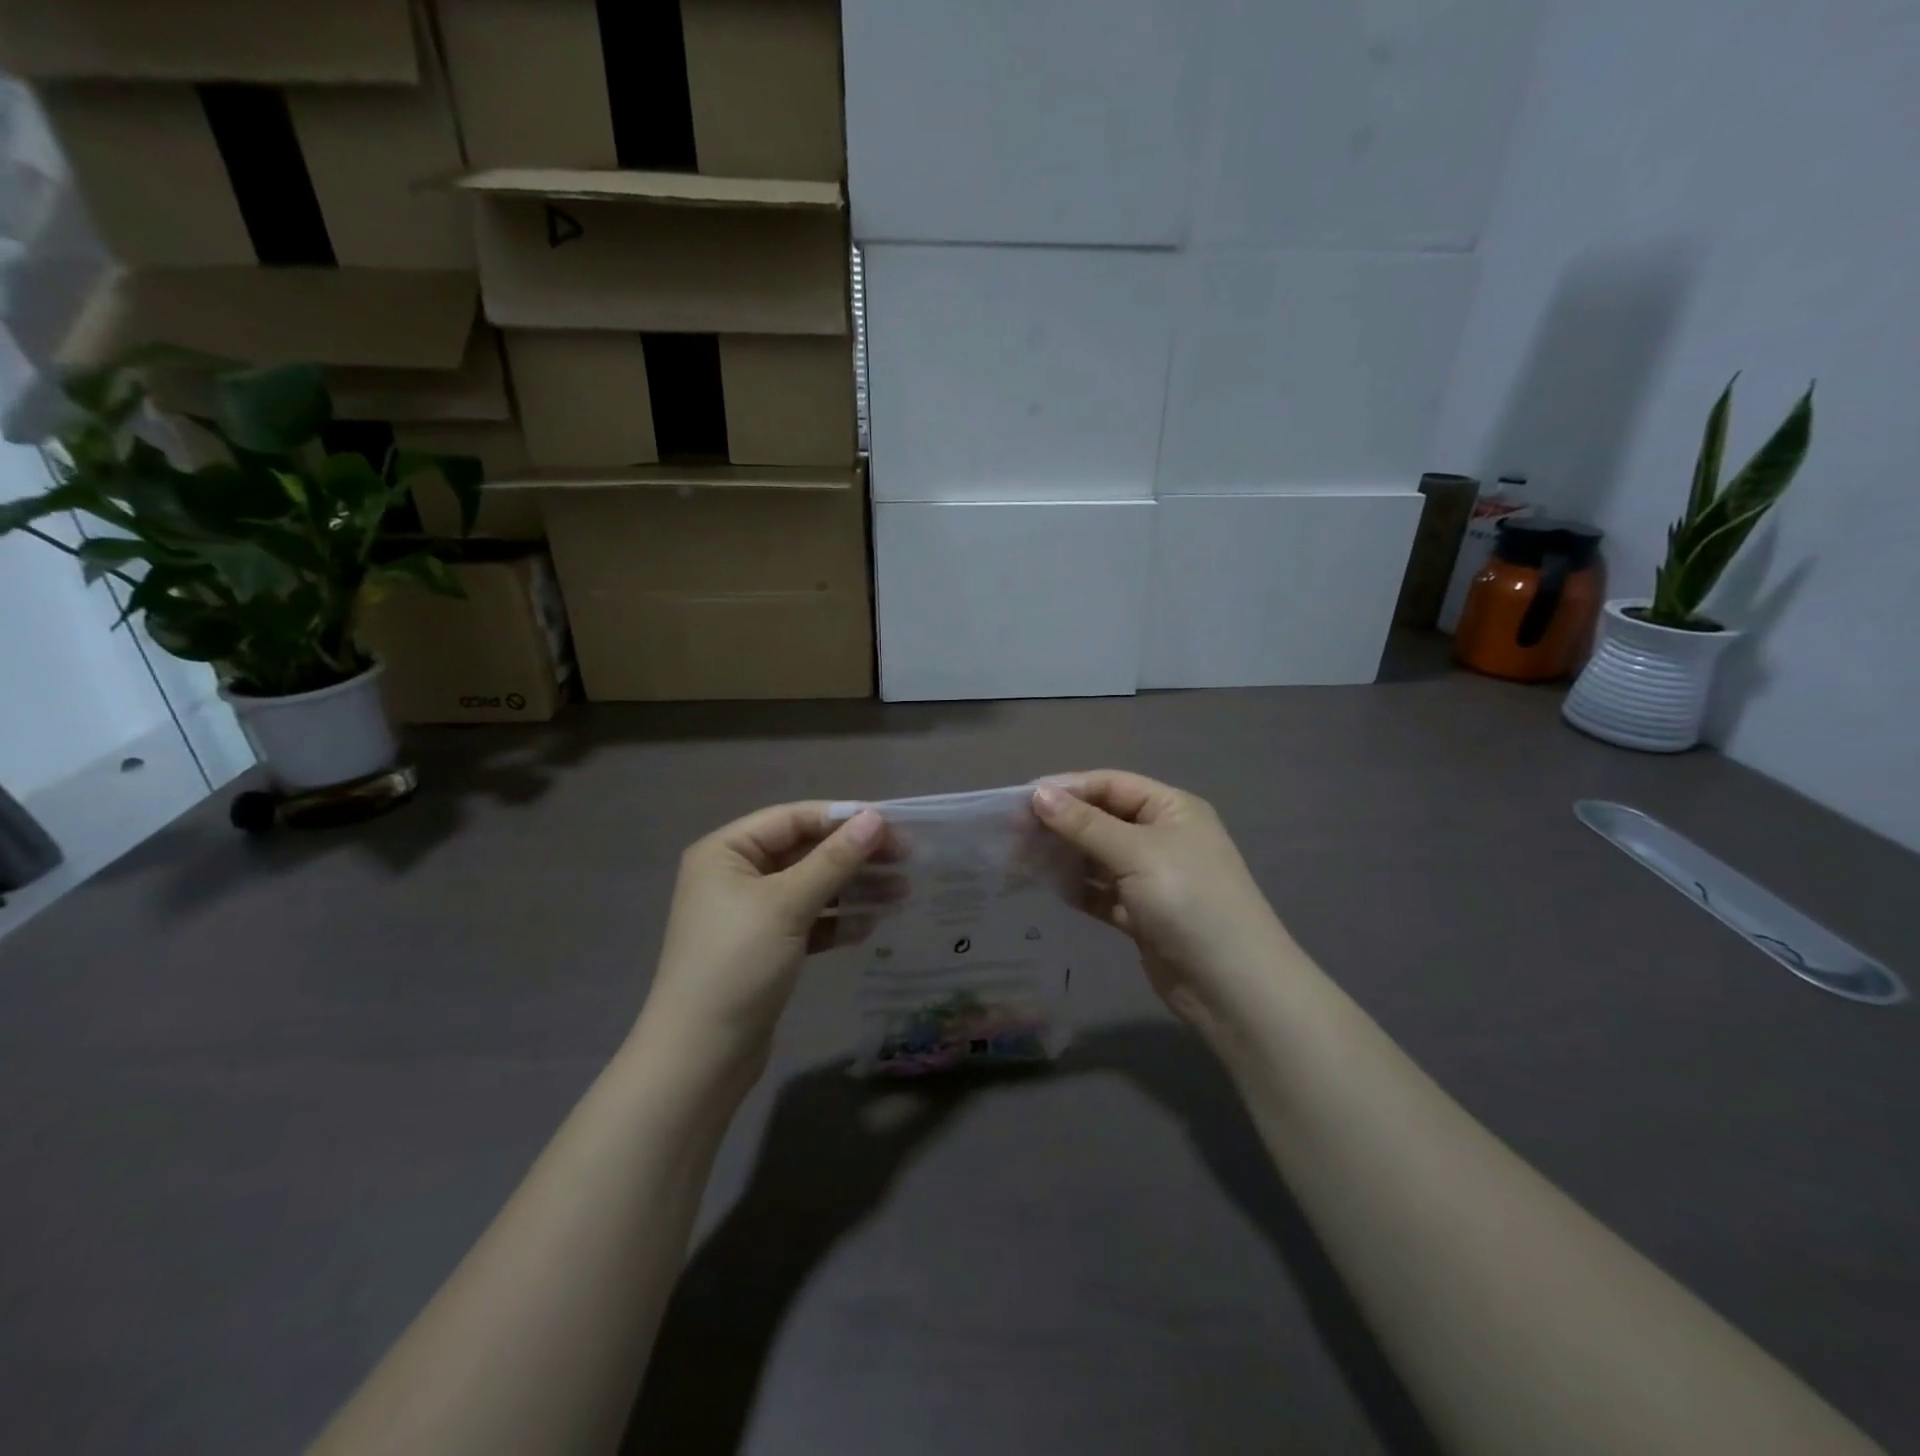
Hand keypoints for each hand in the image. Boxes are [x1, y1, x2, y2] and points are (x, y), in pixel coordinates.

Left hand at [635, 803, 884, 1081]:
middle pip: (805, 852)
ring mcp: (751, 913)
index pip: (793, 819)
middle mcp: (736, 875)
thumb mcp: (788, 904)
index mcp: (727, 851)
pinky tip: (872, 925)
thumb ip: (834, 859)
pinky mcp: (766, 947)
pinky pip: (809, 920)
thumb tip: (875, 818)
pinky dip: (838, 920)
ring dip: (854, 888)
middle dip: (854, 855)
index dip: (843, 818)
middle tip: (906, 858)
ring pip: (812, 887)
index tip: (892, 825)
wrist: (701, 1056)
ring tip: (902, 892)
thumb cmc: (738, 963)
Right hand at [1032, 772, 1297, 1044]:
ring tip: (1019, 861)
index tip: (1021, 801)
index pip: (1110, 785)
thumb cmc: (1188, 901)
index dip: (1067, 789)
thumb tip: (1038, 794)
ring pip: (1098, 858)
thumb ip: (1084, 824)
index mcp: (1171, 809)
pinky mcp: (1142, 914)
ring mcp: (1152, 878)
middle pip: (1101, 820)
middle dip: (1060, 825)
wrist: (1232, 987)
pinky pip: (1101, 892)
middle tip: (1013, 835)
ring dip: (1064, 857)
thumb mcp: (1135, 853)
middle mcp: (1162, 837)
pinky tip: (1048, 888)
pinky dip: (1077, 889)